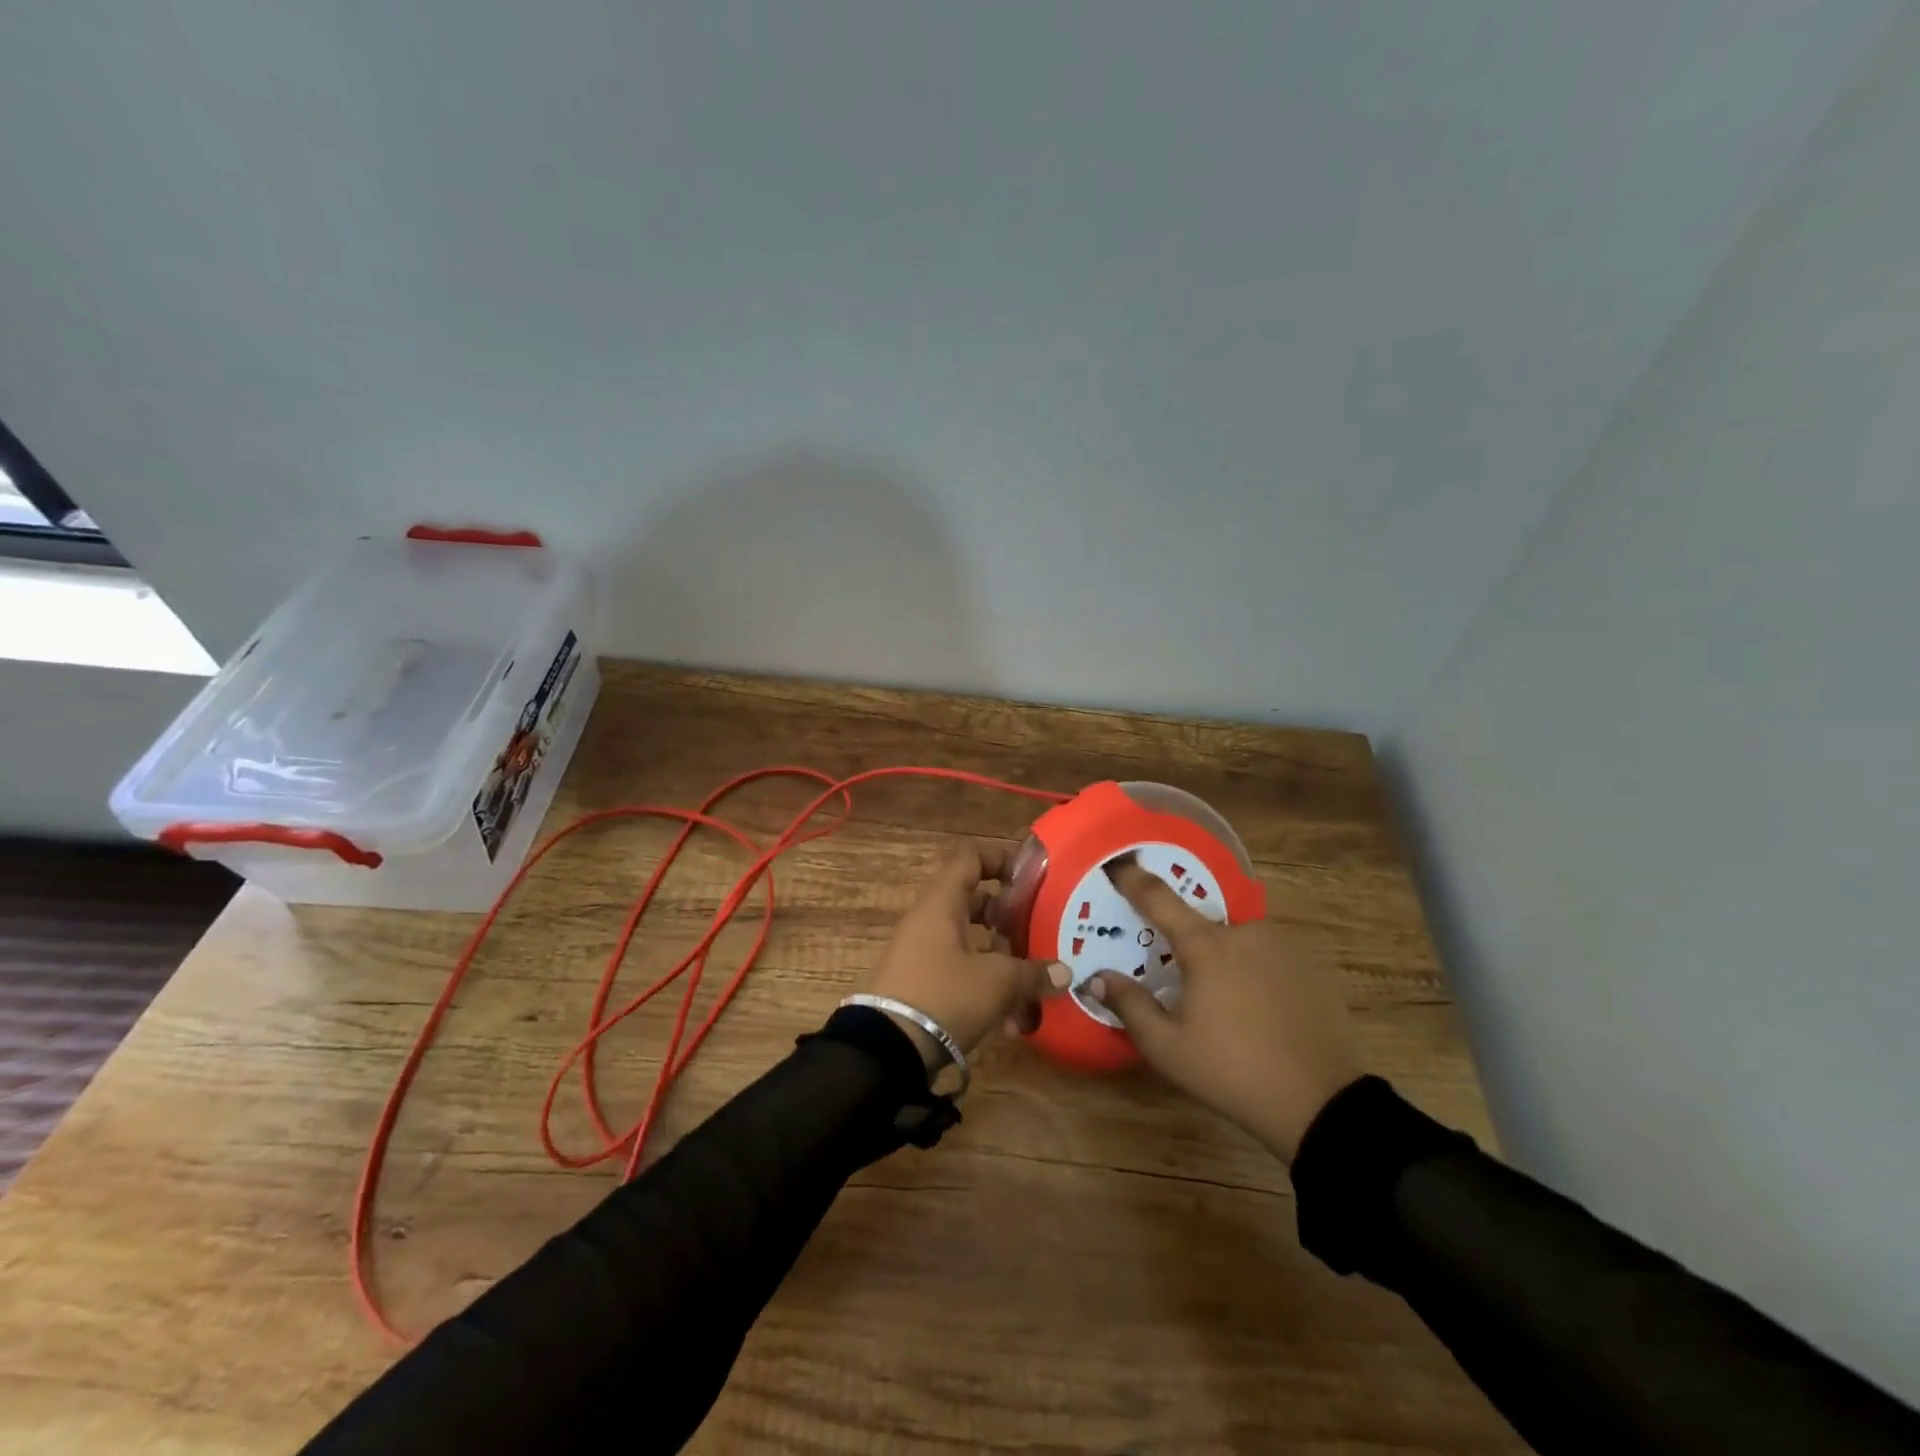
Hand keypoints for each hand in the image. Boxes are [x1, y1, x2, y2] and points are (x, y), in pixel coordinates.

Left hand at [866, 844, 1069, 1071]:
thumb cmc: (944, 995)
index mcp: (942, 904)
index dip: (1000, 859)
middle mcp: (929, 921)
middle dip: (1008, 916)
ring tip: (1033, 983)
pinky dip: (985, 988)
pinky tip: (1012, 1023)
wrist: (886, 1049)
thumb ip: (1033, 972)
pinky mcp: (920, 985)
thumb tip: (1064, 972)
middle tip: (1038, 929)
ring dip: (1001, 959)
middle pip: (972, 903)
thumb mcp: (997, 982)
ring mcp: (921, 954)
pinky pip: (959, 974)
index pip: (970, 859)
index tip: (1031, 876)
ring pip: (969, 943)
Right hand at [1087, 857, 1363, 1160]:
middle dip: (1186, 945)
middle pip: (1202, 926)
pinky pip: (1269, 956)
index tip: (1117, 864)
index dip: (1133, 879)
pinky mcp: (1311, 965)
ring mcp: (1283, 945)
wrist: (1322, 1104)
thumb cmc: (1232, 1072)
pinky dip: (1255, 970)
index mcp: (1206, 946)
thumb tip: (1097, 978)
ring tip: (1225, 1004)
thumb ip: (1129, 1005)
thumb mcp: (1167, 1048)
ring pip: (1237, 941)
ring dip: (1224, 959)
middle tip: (1181, 980)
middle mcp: (1244, 932)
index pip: (1159, 899)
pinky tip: (1259, 1008)